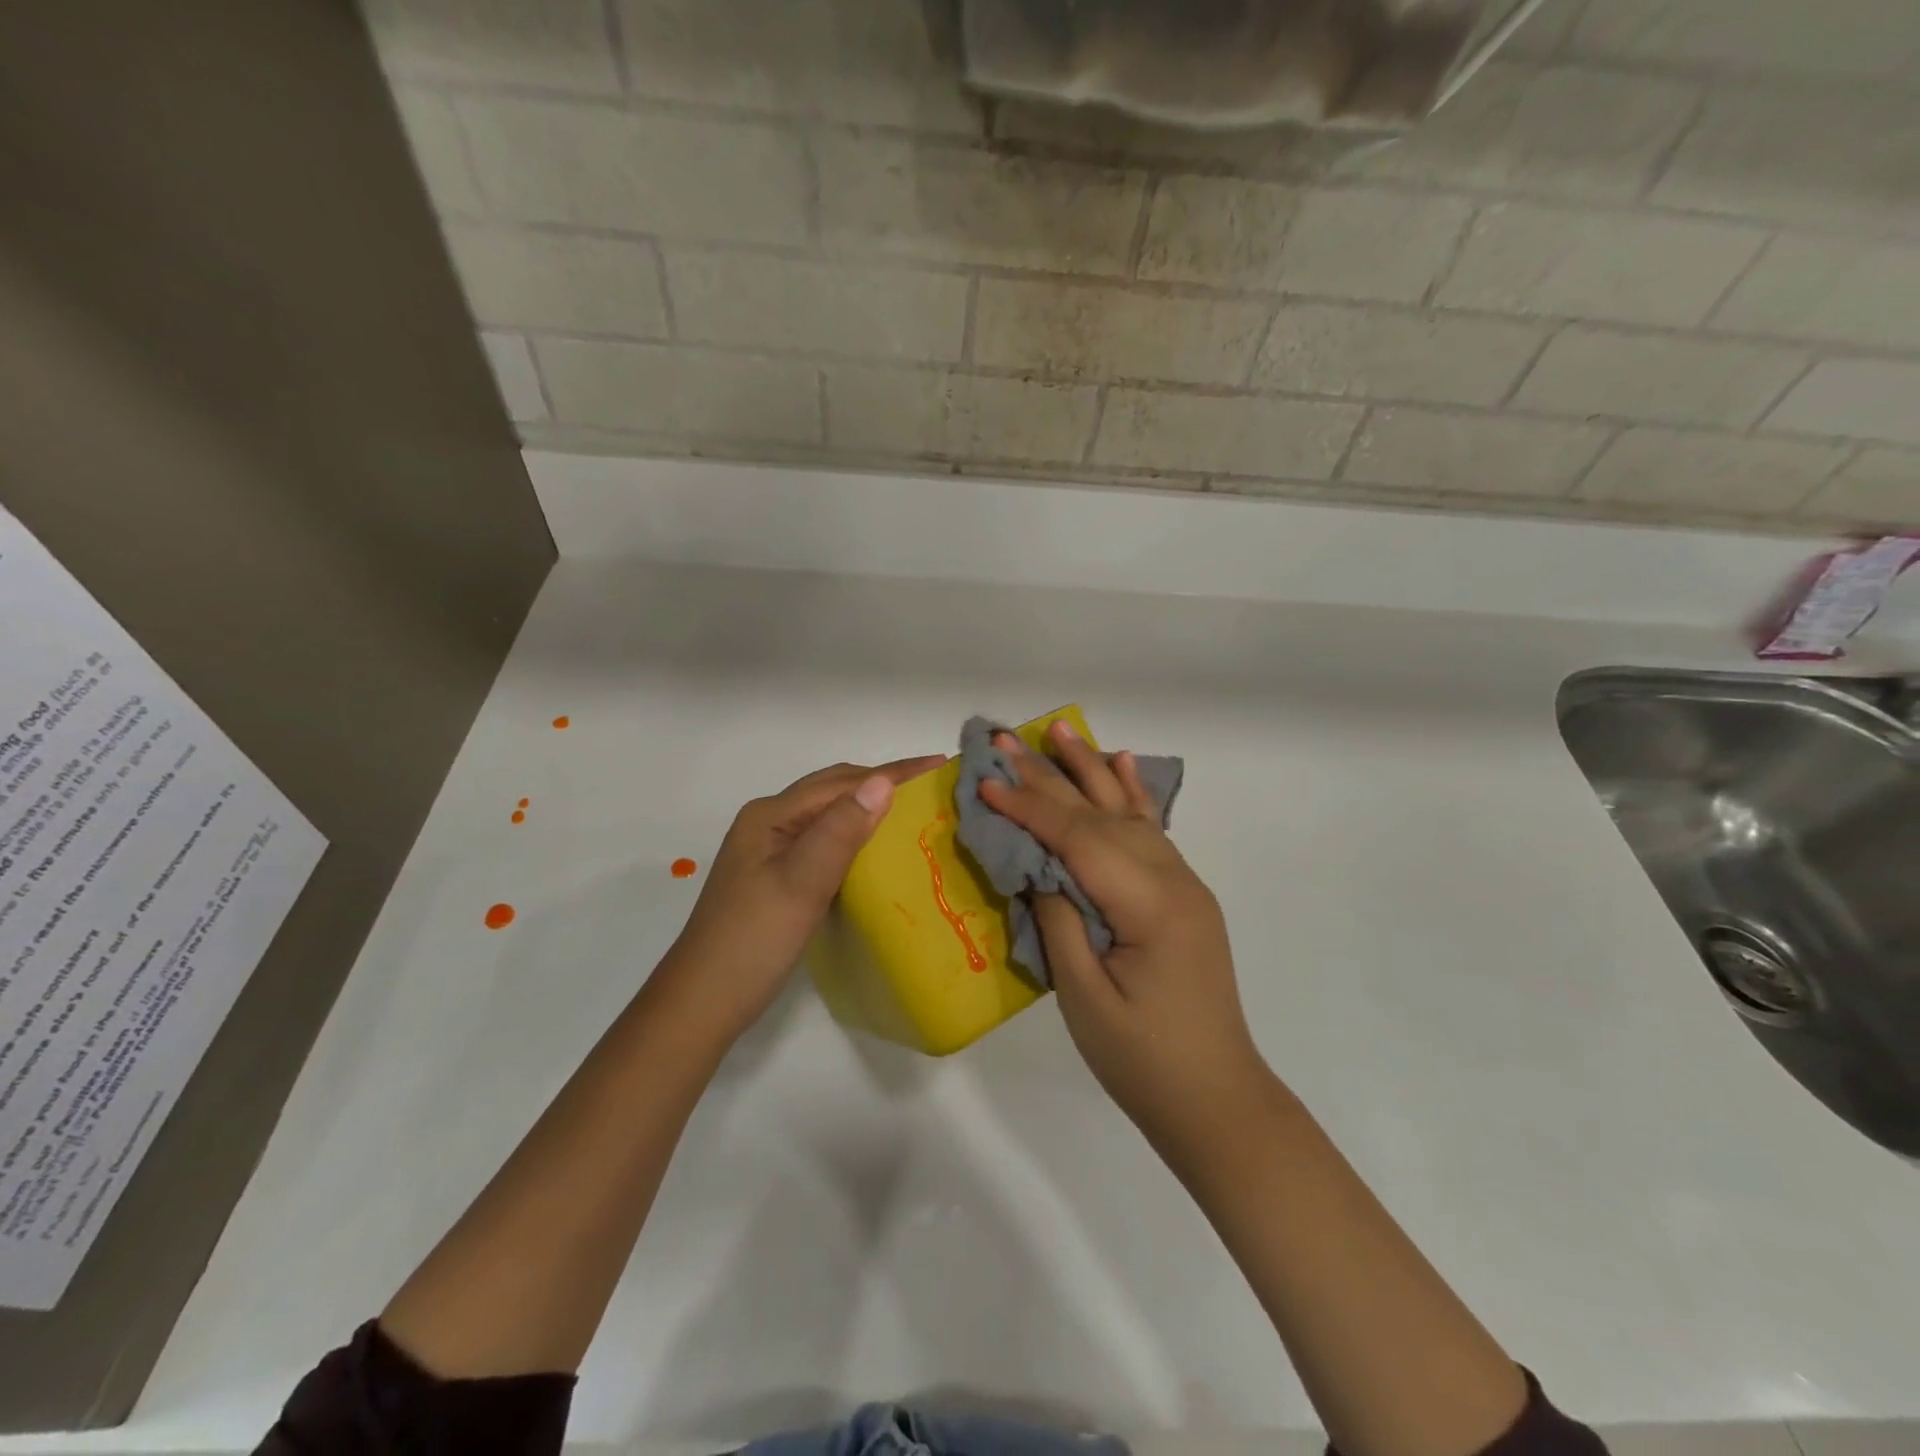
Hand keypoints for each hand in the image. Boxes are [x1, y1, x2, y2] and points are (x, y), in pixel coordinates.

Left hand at [666, 756, 945, 1036]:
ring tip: (913, 810)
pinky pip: (824, 841)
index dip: (893, 772)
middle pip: (833, 790)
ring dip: (869, 808)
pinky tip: (876, 850)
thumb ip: (840, 829)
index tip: (940, 764)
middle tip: (932, 786)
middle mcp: (769, 823)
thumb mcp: (802, 882)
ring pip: (829, 815)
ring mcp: (770, 851)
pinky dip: (855, 836)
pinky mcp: (776, 876)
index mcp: (771, 815)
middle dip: (882, 782)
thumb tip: (882, 781)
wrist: (704, 1002)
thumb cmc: (754, 940)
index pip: (842, 782)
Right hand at [979, 723, 1263, 1143]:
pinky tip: (1122, 764)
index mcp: (1149, 906)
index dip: (1029, 807)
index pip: (1078, 839)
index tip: (986, 781)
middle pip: (1101, 815)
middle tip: (1007, 739)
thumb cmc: (1142, 1060)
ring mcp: (1184, 884)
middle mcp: (1173, 880)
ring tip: (1060, 730)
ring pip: (1129, 812)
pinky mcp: (1183, 895)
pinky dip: (1133, 794)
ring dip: (1090, 770)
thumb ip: (1059, 921)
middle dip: (1050, 776)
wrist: (1216, 1099)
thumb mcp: (1084, 998)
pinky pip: (1153, 832)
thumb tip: (1038, 867)